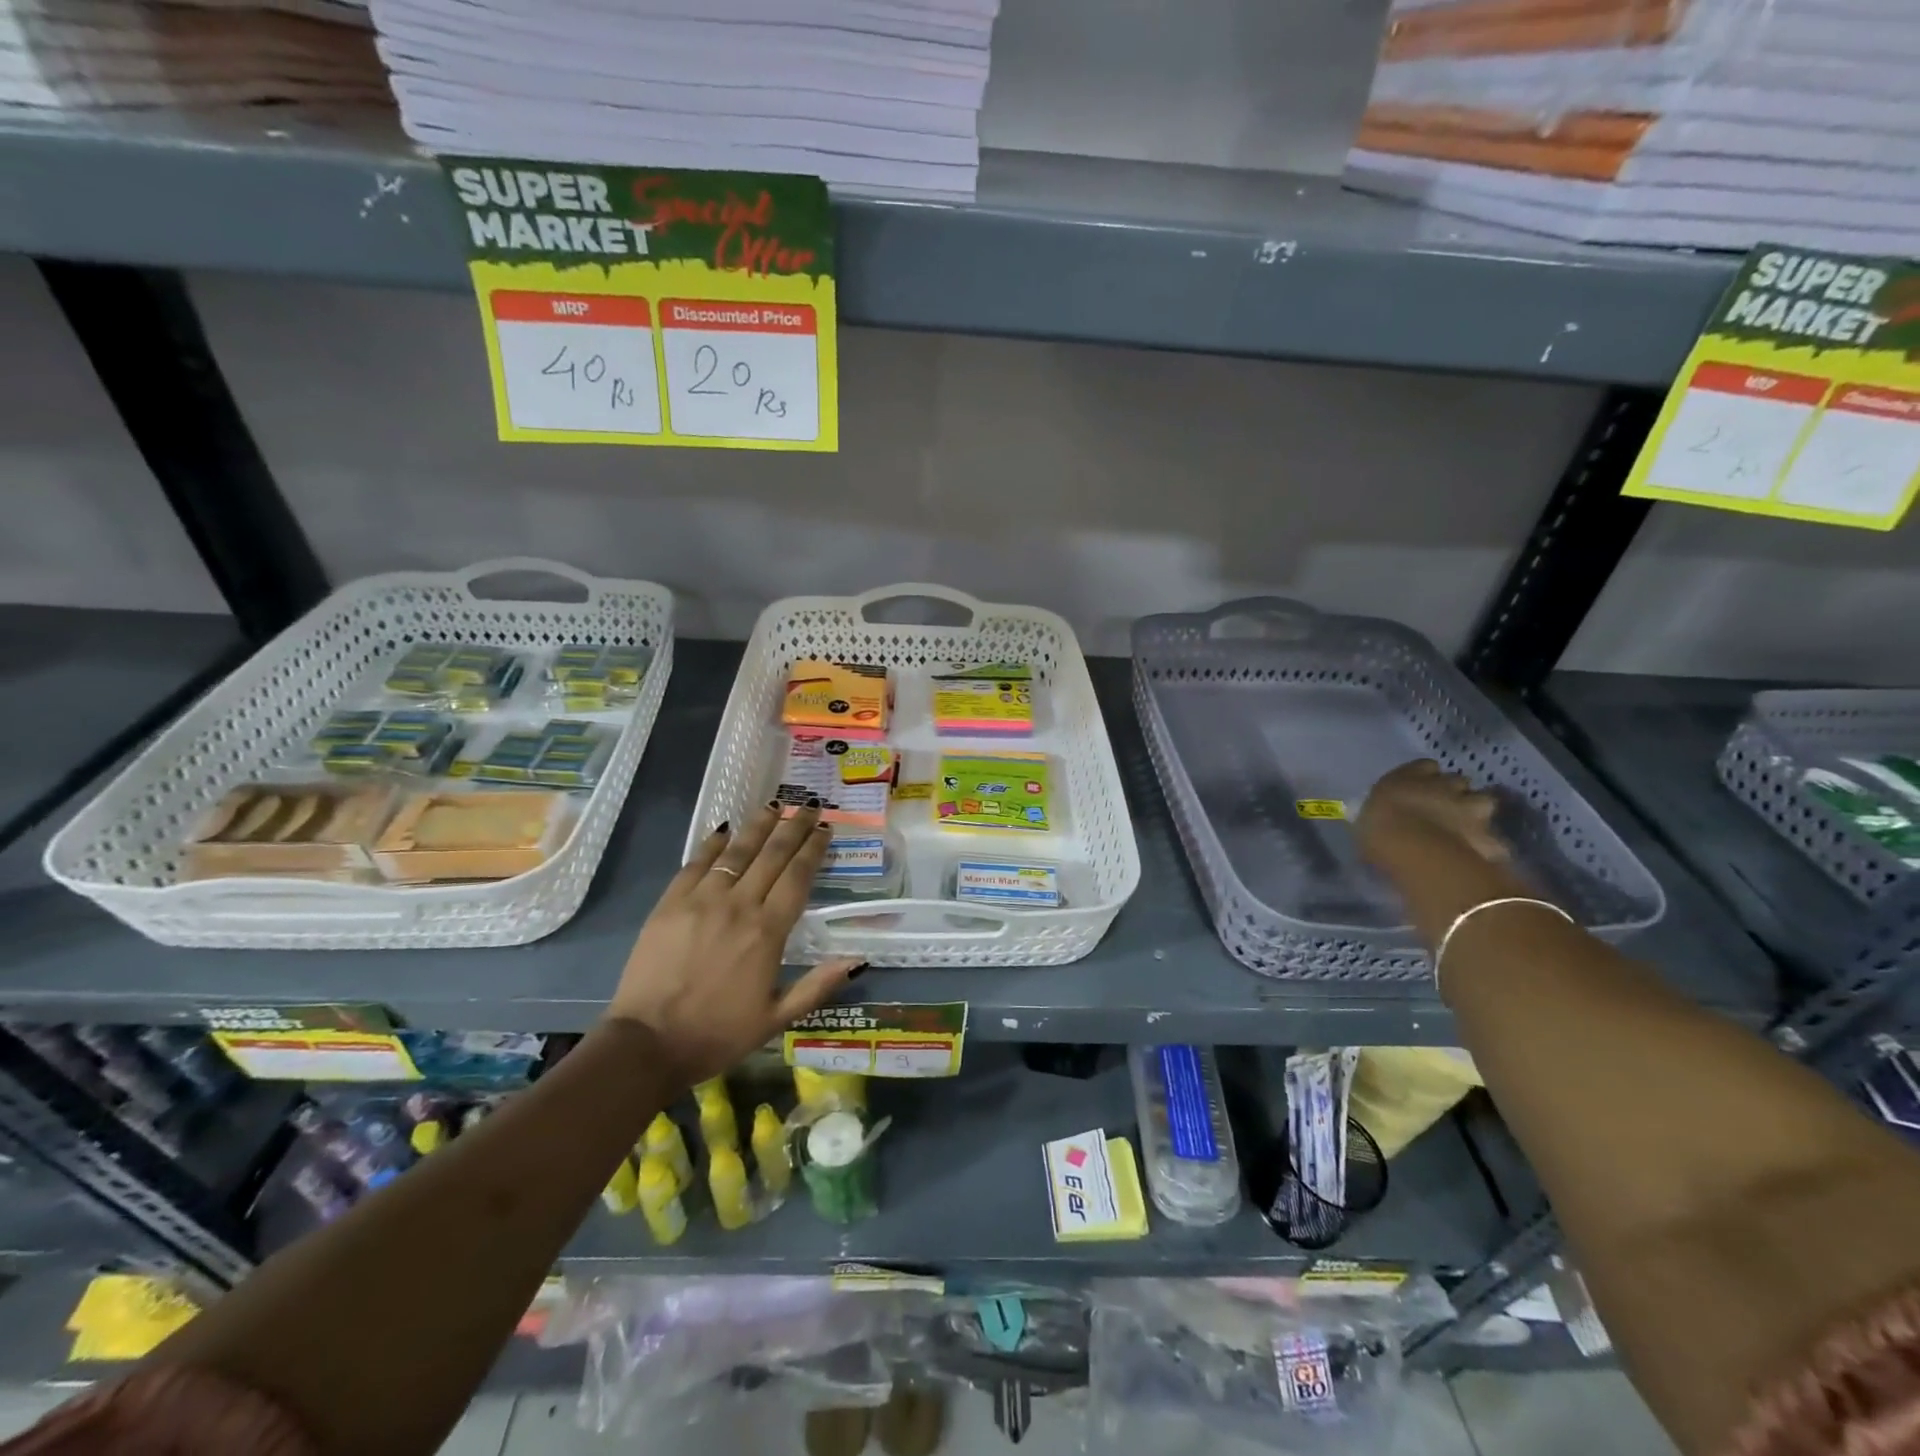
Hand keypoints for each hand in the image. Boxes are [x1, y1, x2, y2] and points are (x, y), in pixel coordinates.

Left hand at [606, 802, 862, 1085]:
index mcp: (768, 932)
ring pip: (736, 851)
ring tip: (774, 805)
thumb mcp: (776, 1019)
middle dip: (793, 827)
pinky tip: (725, 829)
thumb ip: (817, 986)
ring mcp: (701, 900)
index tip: (825, 829)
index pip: (798, 876)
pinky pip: (696, 863)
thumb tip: (858, 959)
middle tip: (809, 805)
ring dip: (758, 825)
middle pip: (772, 855)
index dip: (813, 849)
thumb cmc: (717, 1034)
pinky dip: (713, 843)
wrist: (647, 1044)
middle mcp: (739, 905)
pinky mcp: (670, 903)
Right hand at [1357, 759, 1508, 869]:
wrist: (1415, 850)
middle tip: (1443, 809)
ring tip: (1466, 829)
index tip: (1418, 789)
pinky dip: (1488, 845)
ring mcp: (1471, 806)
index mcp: (1408, 777)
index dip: (1424, 777)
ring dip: (1476, 811)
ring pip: (1483, 801)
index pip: (1424, 766)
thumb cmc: (1378, 831)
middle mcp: (1443, 784)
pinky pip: (1493, 838)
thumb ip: (1381, 813)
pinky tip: (1478, 855)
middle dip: (1454, 792)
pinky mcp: (1489, 833)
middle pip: (1457, 781)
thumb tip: (1381, 820)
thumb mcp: (1366, 819)